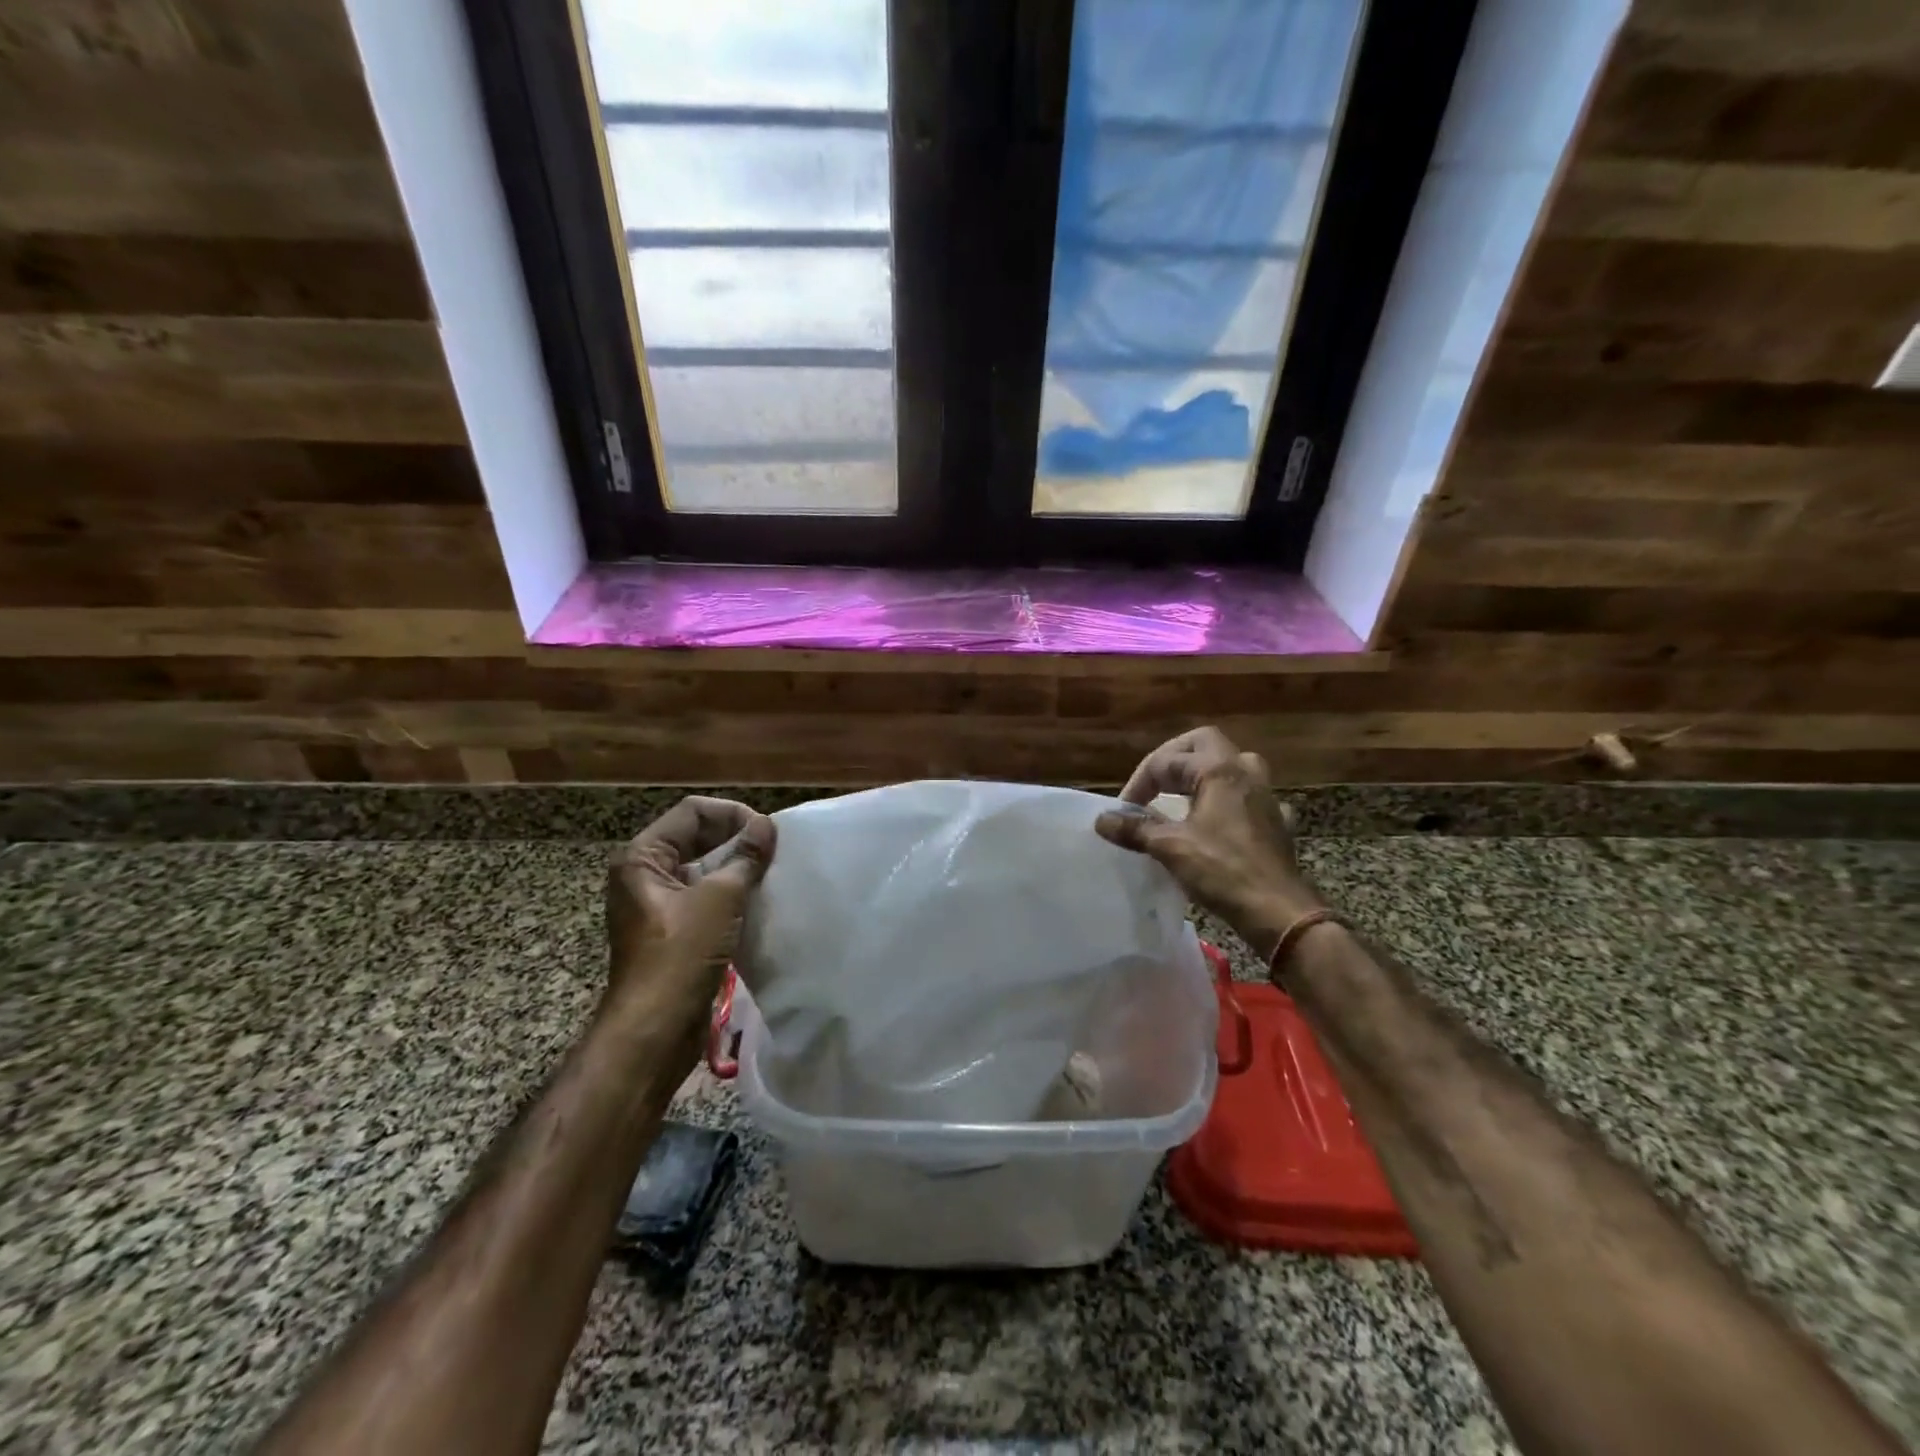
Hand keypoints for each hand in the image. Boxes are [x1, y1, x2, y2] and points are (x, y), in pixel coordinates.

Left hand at [605, 796, 775, 1040]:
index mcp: (643, 857)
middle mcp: (645, 873)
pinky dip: (732, 892)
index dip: (732, 815)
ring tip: (772, 872)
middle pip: (697, 836)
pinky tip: (759, 899)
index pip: (692, 812)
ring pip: (703, 867)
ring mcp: (658, 902)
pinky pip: (705, 895)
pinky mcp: (673, 929)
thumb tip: (766, 825)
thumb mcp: (719, 899)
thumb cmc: (680, 956)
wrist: (655, 1030)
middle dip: (736, 839)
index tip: (768, 833)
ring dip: (737, 866)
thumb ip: (745, 857)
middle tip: (774, 850)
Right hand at [1095, 727, 1323, 958]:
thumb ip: (1135, 829)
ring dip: (1204, 774)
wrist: (1278, 911)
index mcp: (1220, 770)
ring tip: (1183, 795)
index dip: (1140, 781)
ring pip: (1233, 766)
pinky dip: (1228, 802)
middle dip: (1174, 758)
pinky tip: (1218, 823)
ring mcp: (1266, 797)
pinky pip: (1249, 798)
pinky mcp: (1276, 822)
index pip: (1168, 760)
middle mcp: (1246, 773)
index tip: (1125, 811)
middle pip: (1206, 744)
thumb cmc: (1223, 871)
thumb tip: (1102, 820)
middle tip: (1154, 782)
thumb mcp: (1170, 847)